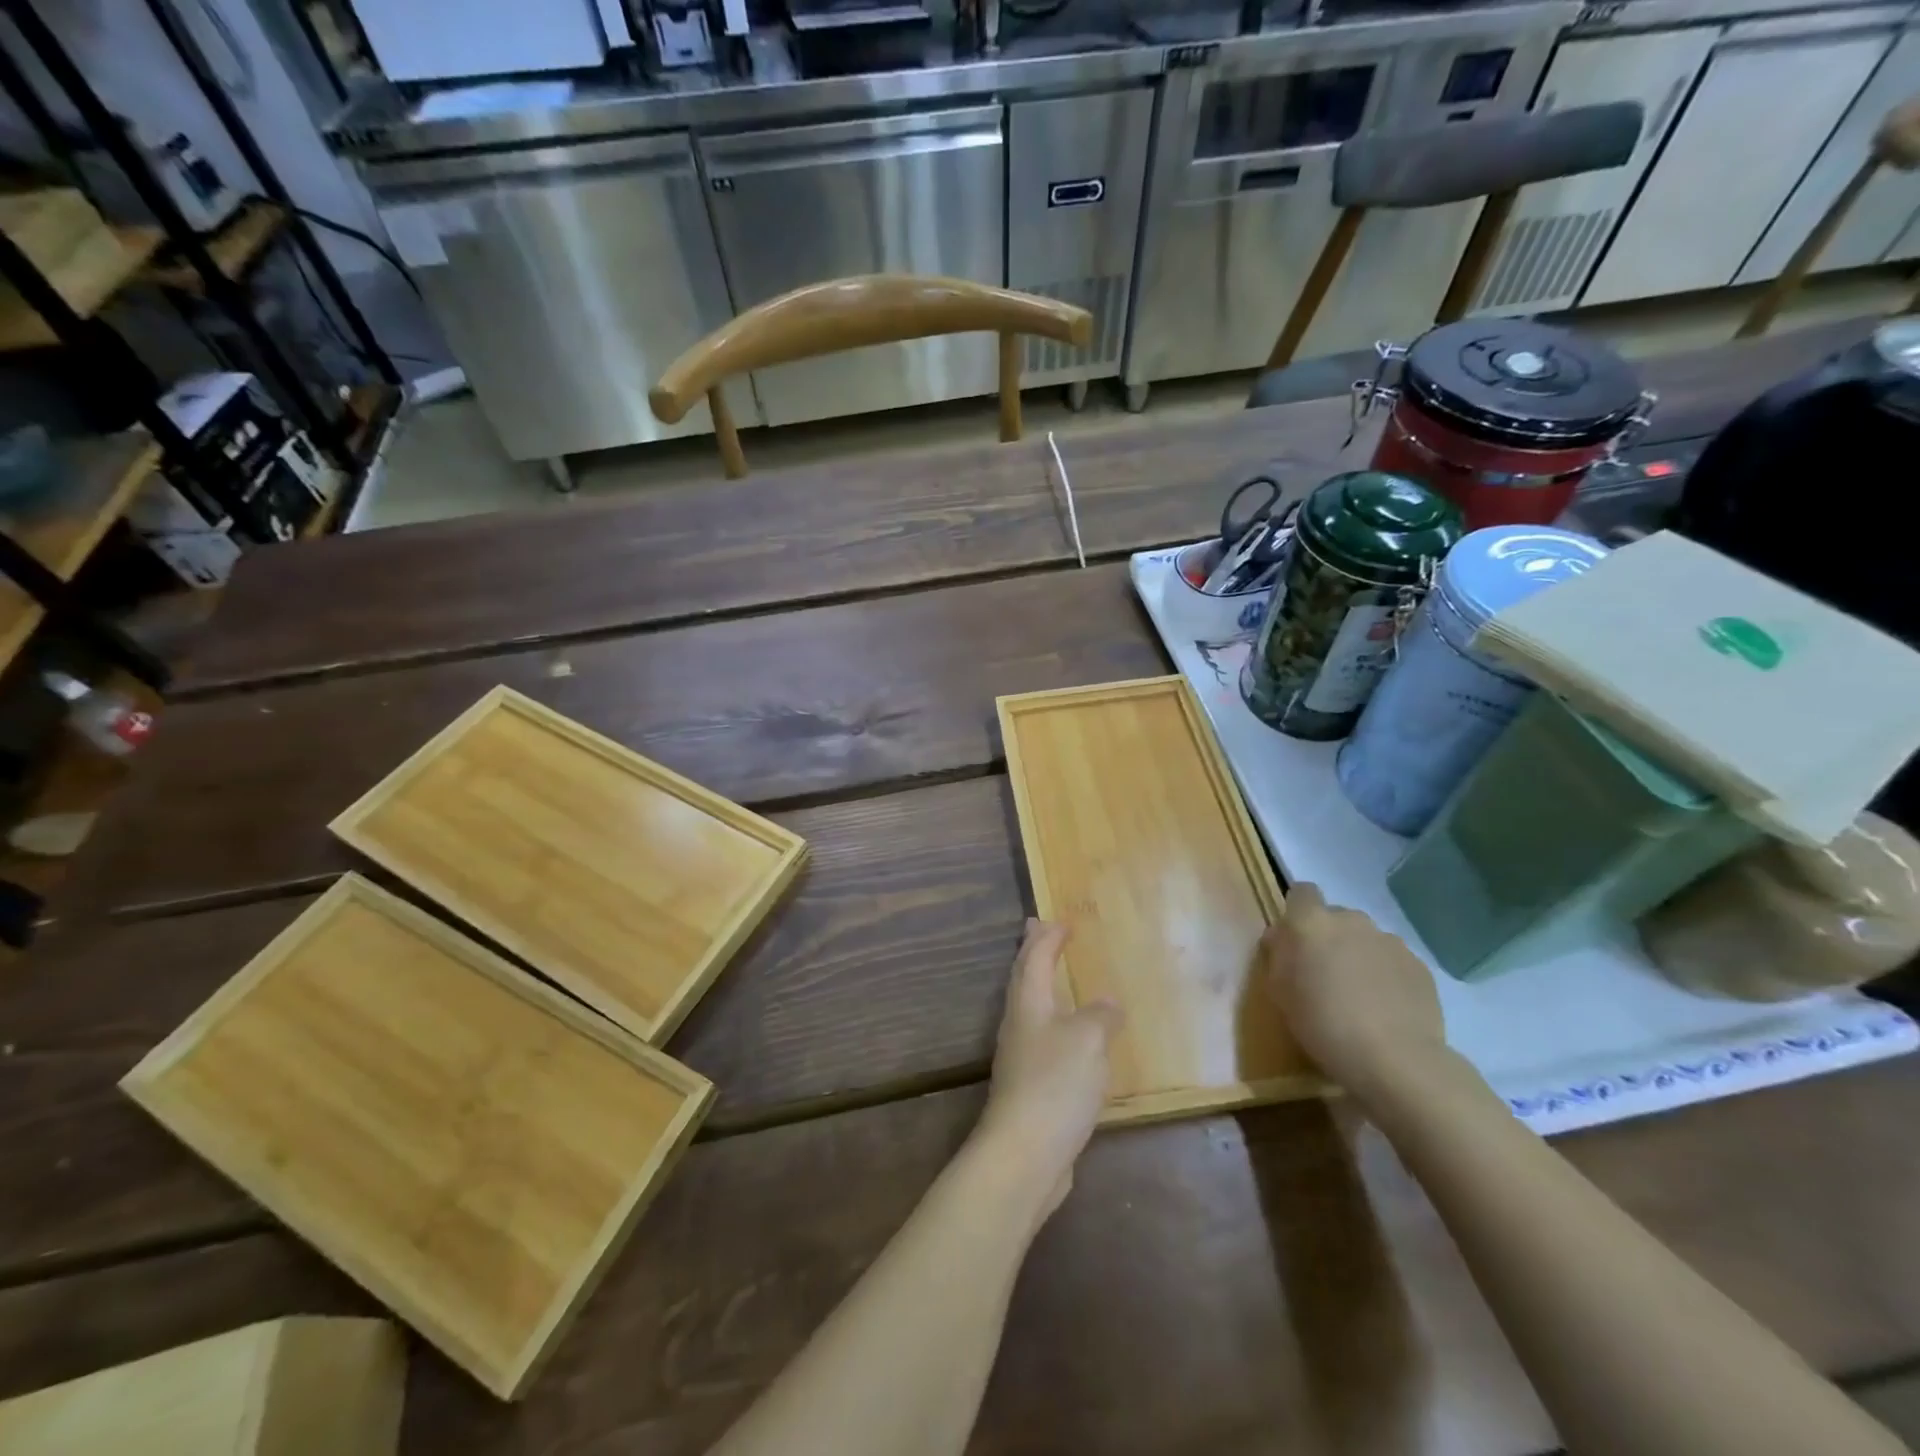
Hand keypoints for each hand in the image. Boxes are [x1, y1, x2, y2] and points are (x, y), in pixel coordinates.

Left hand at [974, 920, 1121, 1217]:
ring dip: (1042, 986)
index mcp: (1028, 1003)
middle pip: (1024, 978)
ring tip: (1056, 977)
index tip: (1058, 920)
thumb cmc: (1055, 1084)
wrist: (1025, 1154)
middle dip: (1033, 953)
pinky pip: (1043, 1040)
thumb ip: (1100, 1016)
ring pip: (1032, 1008)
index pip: (1034, 958)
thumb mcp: (1088, 1040)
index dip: (1046, 937)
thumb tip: (1107, 1003)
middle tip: (1038, 930)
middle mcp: (1019, 1024)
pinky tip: (1071, 1038)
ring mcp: (1021, 1057)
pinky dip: (1056, 1024)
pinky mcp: (1030, 1087)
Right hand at [1262, 882, 1446, 1102]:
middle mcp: (1352, 921)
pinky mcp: (1419, 965)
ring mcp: (1390, 941)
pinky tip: (1386, 1009)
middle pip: (1336, 917)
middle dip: (1330, 938)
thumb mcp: (1278, 990)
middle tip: (1325, 975)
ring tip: (1360, 997)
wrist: (1394, 1059)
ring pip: (1366, 940)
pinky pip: (1393, 961)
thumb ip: (1278, 954)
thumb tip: (1283, 937)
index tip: (1295, 940)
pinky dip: (1387, 976)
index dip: (1298, 911)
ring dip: (1359, 956)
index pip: (1302, 892)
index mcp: (1311, 922)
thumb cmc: (1321, 1023)